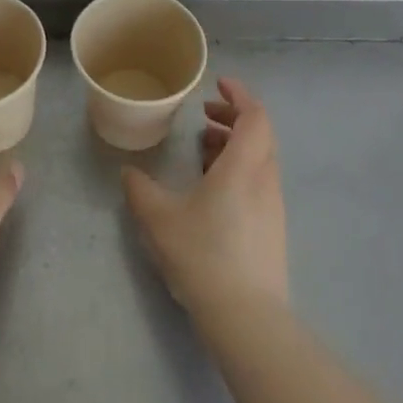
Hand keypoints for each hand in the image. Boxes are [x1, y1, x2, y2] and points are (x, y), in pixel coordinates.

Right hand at [123, 76, 288, 321]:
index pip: (254, 116)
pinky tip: (213, 189)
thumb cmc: (202, 255)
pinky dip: (239, 169)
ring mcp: (273, 206)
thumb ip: (140, 190)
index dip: (239, 94)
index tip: (217, 85)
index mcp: (243, 166)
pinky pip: (259, 181)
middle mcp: (264, 179)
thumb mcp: (159, 219)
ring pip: (260, 159)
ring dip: (235, 145)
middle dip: (233, 118)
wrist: (246, 317)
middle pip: (260, 134)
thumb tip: (129, 172)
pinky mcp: (273, 229)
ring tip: (203, 149)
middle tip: (203, 116)